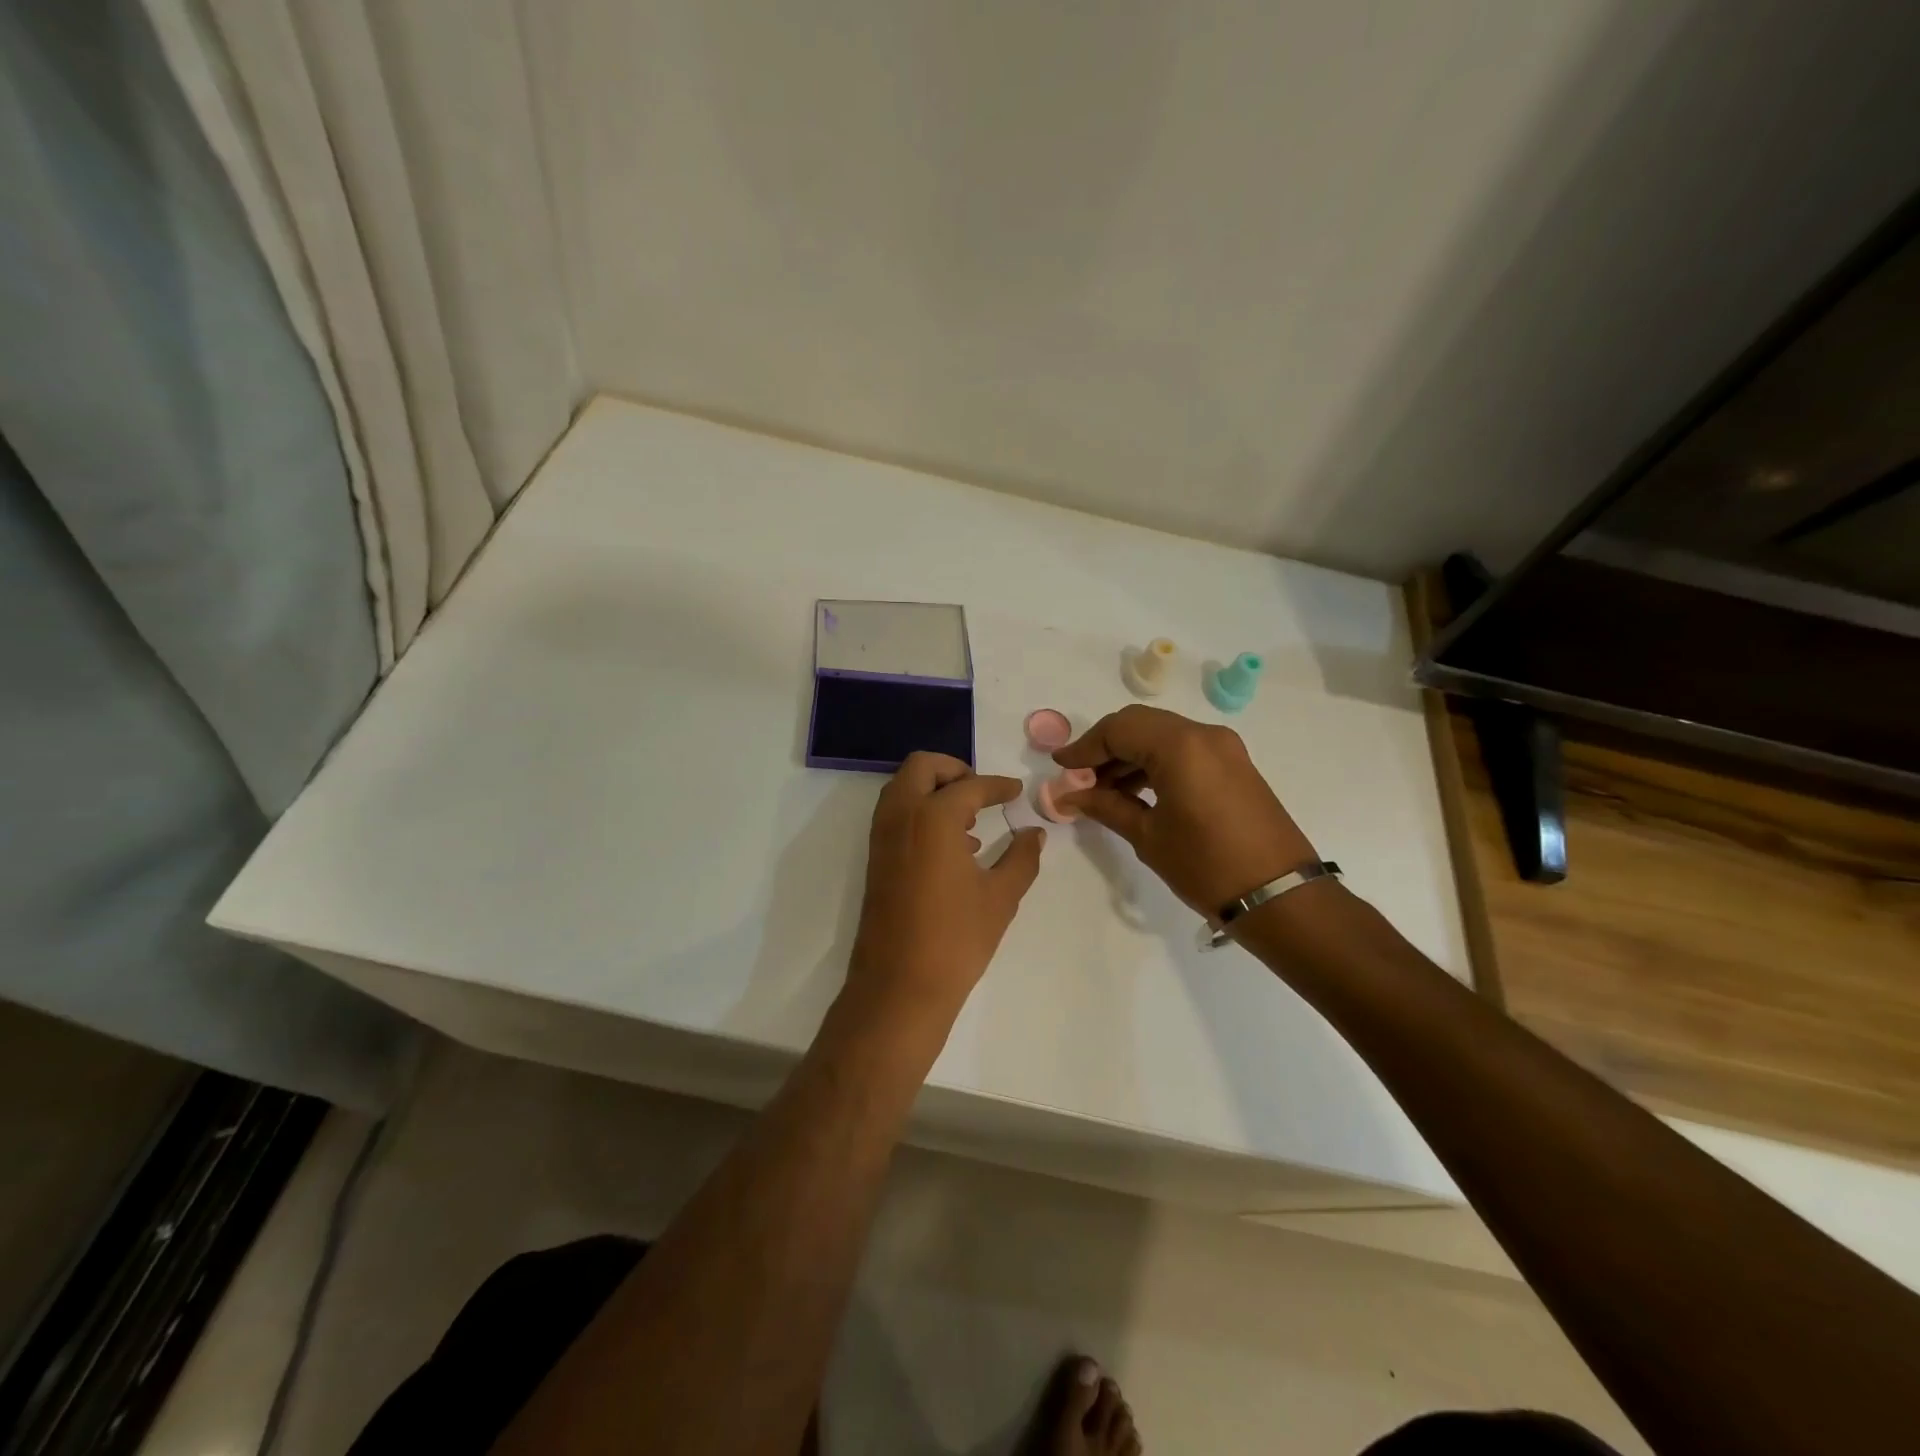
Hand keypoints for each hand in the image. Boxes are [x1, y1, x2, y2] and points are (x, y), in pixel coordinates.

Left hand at [845, 752, 1044, 1029]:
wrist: (899, 985)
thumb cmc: (956, 938)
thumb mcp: (1001, 897)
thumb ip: (1021, 858)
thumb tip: (1034, 833)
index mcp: (933, 817)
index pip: (970, 786)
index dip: (998, 786)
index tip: (1016, 791)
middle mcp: (901, 815)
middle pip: (922, 767)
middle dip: (954, 769)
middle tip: (982, 792)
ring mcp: (882, 836)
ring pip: (903, 788)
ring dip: (933, 789)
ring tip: (970, 821)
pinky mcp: (875, 858)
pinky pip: (895, 814)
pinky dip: (919, 811)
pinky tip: (951, 847)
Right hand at [1054, 705, 1316, 916]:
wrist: (1280, 896)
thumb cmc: (1207, 866)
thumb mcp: (1148, 836)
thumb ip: (1106, 806)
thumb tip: (1069, 795)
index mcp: (1180, 746)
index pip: (1118, 729)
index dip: (1084, 746)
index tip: (1060, 767)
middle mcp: (1203, 734)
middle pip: (1139, 724)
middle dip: (1104, 747)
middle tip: (1079, 778)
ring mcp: (1223, 747)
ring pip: (1161, 735)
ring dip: (1129, 755)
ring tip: (1102, 790)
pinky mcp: (1234, 764)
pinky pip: (1183, 749)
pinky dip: (1154, 762)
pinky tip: (1135, 791)